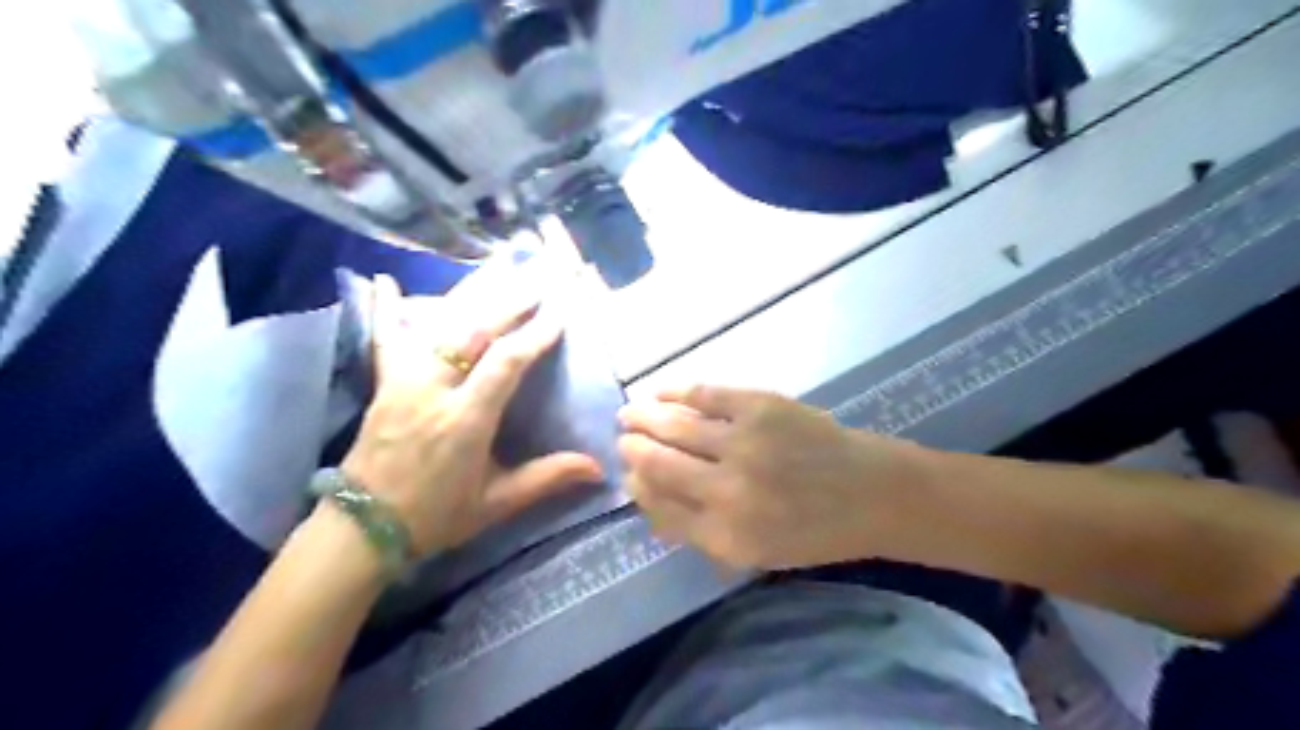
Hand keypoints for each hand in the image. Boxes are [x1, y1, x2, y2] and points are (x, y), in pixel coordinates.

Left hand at [345, 278, 609, 556]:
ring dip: (468, 300)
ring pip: (435, 328)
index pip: (504, 364)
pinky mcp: (383, 384)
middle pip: (471, 334)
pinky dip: (386, 308)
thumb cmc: (437, 516)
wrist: (363, 529)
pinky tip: (384, 280)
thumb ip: (547, 479)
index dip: (533, 336)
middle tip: (535, 287)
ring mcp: (402, 383)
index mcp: (465, 421)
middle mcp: (432, 391)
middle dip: (507, 307)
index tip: (557, 315)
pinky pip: (384, 339)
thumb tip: (599, 469)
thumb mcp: (497, 503)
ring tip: (494, 278)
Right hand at [615, 389, 928, 571]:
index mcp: (725, 534)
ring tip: (628, 414)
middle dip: (632, 450)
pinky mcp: (760, 406)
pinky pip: (704, 395)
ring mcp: (743, 443)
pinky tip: (660, 392)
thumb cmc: (814, 531)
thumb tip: (651, 503)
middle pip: (658, 463)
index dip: (637, 487)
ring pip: (674, 426)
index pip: (659, 507)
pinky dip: (676, 392)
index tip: (628, 475)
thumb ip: (701, 532)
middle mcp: (727, 490)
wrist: (872, 493)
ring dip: (643, 418)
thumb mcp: (755, 552)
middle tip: (623, 441)